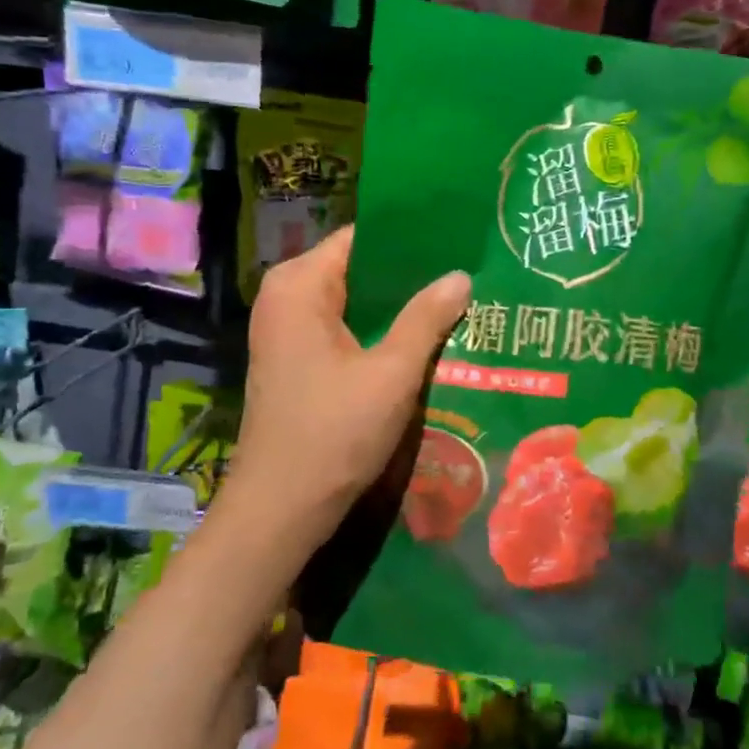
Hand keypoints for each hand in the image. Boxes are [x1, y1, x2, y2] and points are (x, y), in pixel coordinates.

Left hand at [230, 227, 470, 528]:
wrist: (281, 510)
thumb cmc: (333, 434)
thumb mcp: (391, 373)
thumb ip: (427, 318)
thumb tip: (461, 275)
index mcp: (299, 286)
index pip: (361, 238)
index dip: (409, 239)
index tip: (457, 242)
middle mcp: (286, 299)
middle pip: (358, 270)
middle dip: (410, 276)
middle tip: (467, 275)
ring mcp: (288, 332)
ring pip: (355, 303)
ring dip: (399, 308)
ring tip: (457, 302)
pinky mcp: (297, 362)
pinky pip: (345, 330)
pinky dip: (380, 333)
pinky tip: (424, 340)